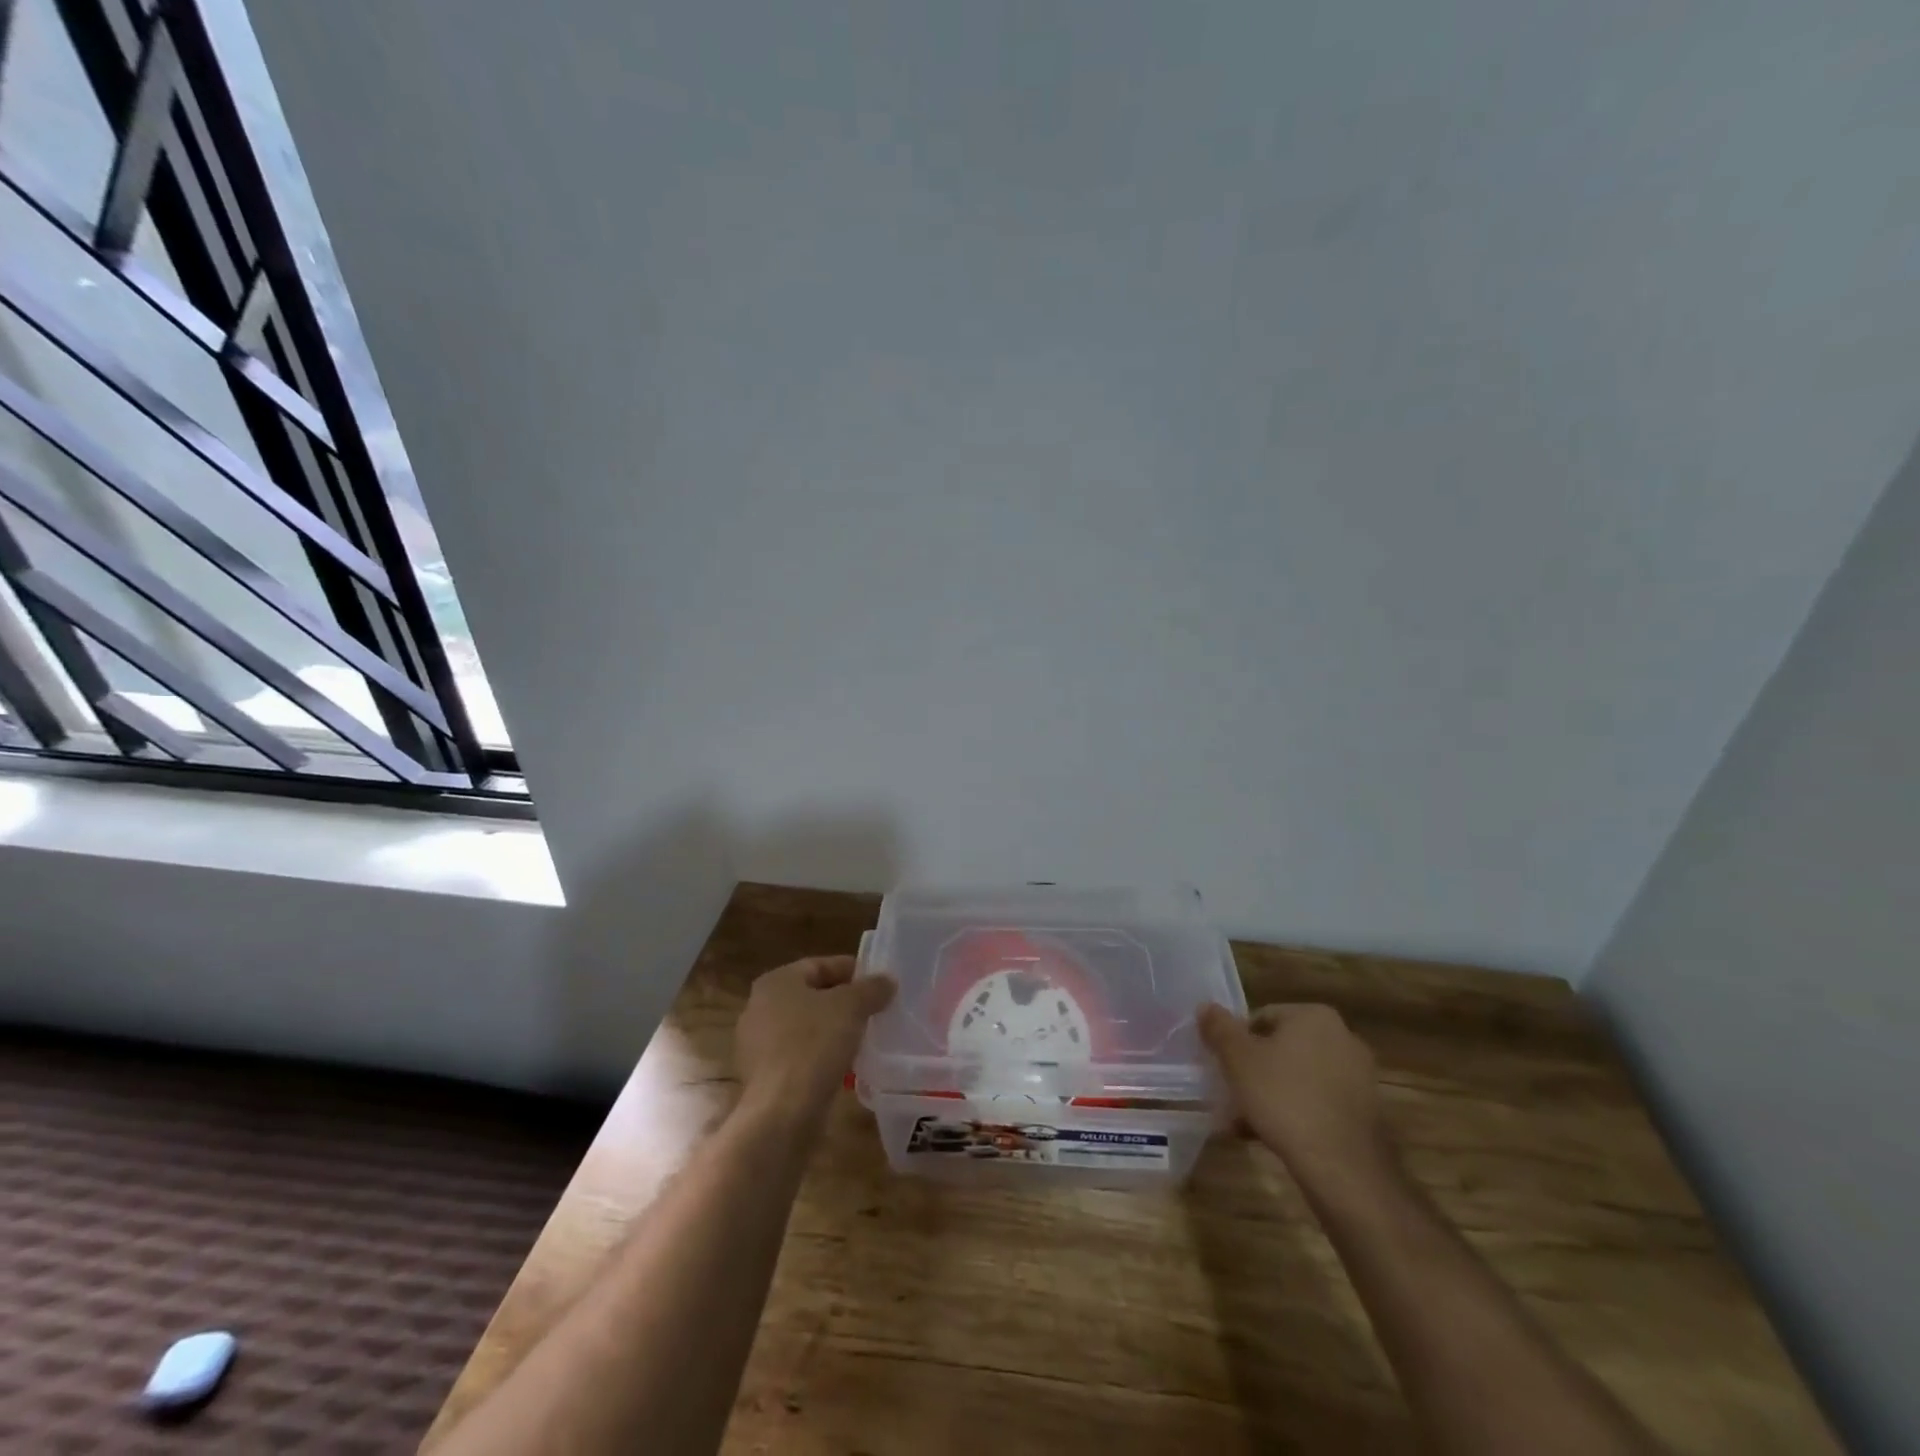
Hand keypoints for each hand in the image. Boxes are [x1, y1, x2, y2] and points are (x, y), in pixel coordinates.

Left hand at [735, 956, 895, 1118]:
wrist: (782, 1112)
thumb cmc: (815, 1045)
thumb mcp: (852, 1007)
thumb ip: (871, 988)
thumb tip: (886, 981)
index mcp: (776, 981)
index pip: (820, 965)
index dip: (853, 970)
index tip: (879, 983)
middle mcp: (759, 1007)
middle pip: (811, 996)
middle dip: (843, 1002)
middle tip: (874, 1010)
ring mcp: (756, 1044)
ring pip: (805, 1028)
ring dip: (832, 1031)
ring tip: (863, 1039)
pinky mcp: (762, 1076)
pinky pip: (798, 1055)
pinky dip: (819, 1056)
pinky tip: (843, 1066)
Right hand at [1199, 1002, 1385, 1175]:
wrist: (1343, 1168)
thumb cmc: (1284, 1099)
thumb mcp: (1238, 1059)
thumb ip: (1219, 1028)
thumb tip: (1206, 1006)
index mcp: (1315, 1016)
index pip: (1262, 1017)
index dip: (1237, 1042)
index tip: (1224, 1068)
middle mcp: (1343, 1038)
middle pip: (1281, 1049)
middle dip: (1254, 1072)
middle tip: (1231, 1096)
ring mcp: (1359, 1077)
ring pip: (1298, 1078)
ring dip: (1271, 1095)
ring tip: (1244, 1123)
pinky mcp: (1366, 1112)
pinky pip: (1318, 1103)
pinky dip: (1296, 1113)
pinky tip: (1272, 1137)